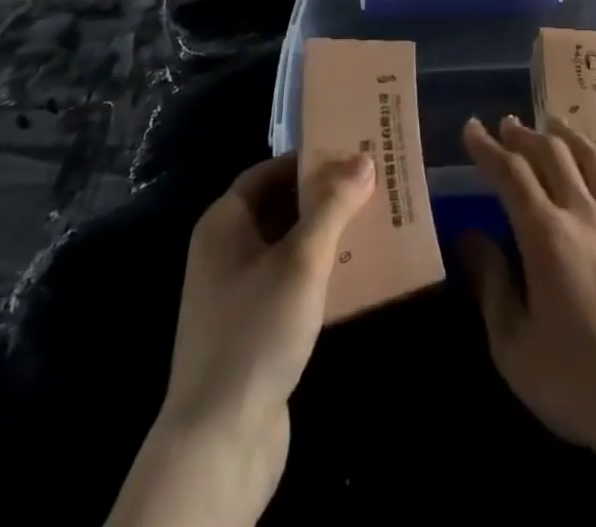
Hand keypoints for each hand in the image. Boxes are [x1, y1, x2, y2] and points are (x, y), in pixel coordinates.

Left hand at [107, 151, 372, 526]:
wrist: (219, 442)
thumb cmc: (257, 330)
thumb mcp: (302, 259)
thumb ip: (333, 205)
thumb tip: (362, 158)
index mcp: (224, 223)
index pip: (268, 172)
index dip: (308, 161)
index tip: (351, 154)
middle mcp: (225, 251)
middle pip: (280, 207)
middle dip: (324, 197)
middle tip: (372, 186)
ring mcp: (237, 294)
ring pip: (289, 247)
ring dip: (328, 236)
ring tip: (375, 224)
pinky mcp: (254, 330)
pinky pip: (291, 284)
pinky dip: (321, 274)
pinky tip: (358, 276)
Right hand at [459, 115, 595, 458]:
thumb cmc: (574, 380)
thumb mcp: (512, 345)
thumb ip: (491, 284)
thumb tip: (470, 237)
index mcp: (546, 235)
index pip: (511, 174)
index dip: (488, 148)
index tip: (471, 128)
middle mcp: (583, 215)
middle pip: (553, 155)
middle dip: (525, 135)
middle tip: (507, 125)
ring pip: (593, 160)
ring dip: (568, 135)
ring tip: (552, 123)